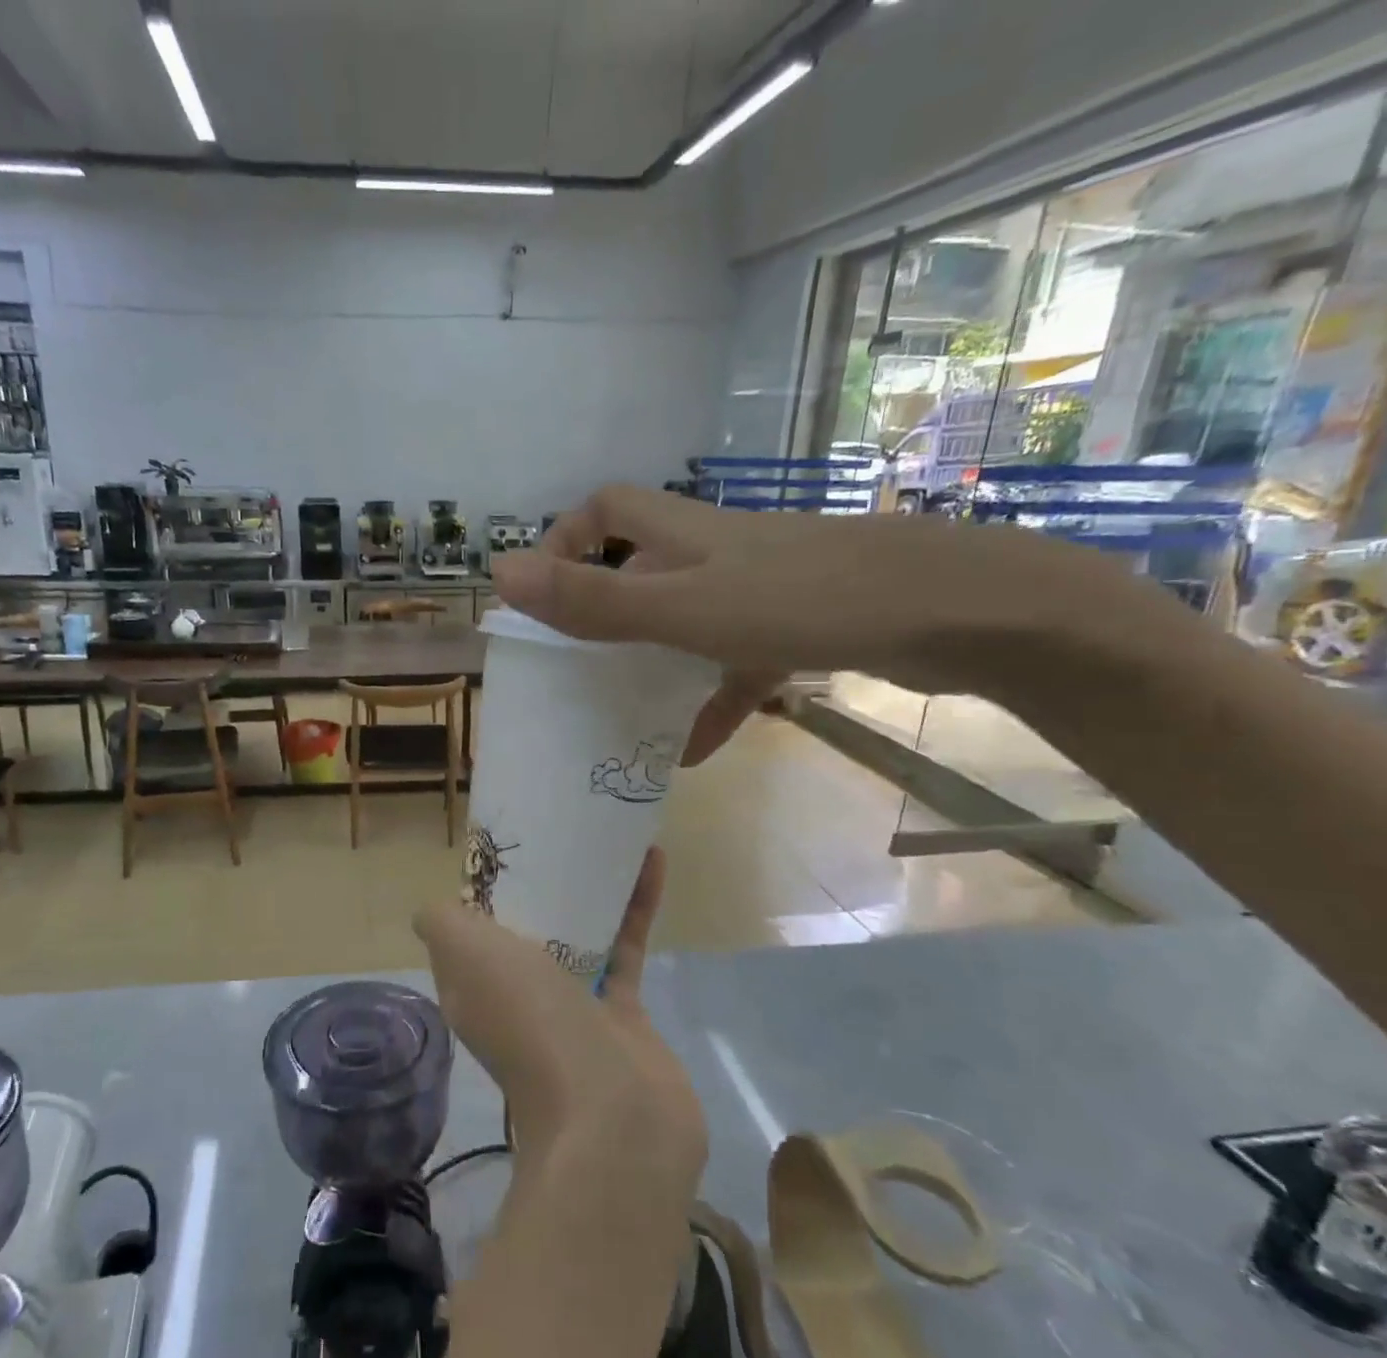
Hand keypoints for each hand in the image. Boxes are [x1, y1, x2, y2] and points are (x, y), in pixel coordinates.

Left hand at [413, 847, 705, 1208]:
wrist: (613, 1118)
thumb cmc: (531, 1021)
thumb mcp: (467, 956)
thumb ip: (442, 924)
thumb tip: (433, 909)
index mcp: (473, 984)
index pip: (469, 929)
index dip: (482, 889)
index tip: (504, 846)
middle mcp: (517, 996)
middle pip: (525, 929)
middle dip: (539, 882)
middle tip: (560, 831)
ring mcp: (572, 1008)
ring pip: (576, 935)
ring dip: (590, 890)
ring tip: (605, 837)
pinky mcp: (623, 1014)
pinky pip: (625, 948)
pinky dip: (635, 907)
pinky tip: (652, 862)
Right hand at [491, 484, 1079, 762]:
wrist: (955, 611)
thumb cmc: (803, 601)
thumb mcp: (683, 609)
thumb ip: (593, 600)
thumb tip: (499, 574)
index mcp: (686, 535)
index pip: (608, 509)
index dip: (567, 537)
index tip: (542, 591)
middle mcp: (718, 553)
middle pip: (643, 566)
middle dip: (603, 607)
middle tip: (571, 663)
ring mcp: (762, 590)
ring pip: (688, 619)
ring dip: (652, 660)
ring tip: (617, 710)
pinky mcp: (800, 627)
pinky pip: (737, 664)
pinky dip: (711, 701)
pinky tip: (692, 752)